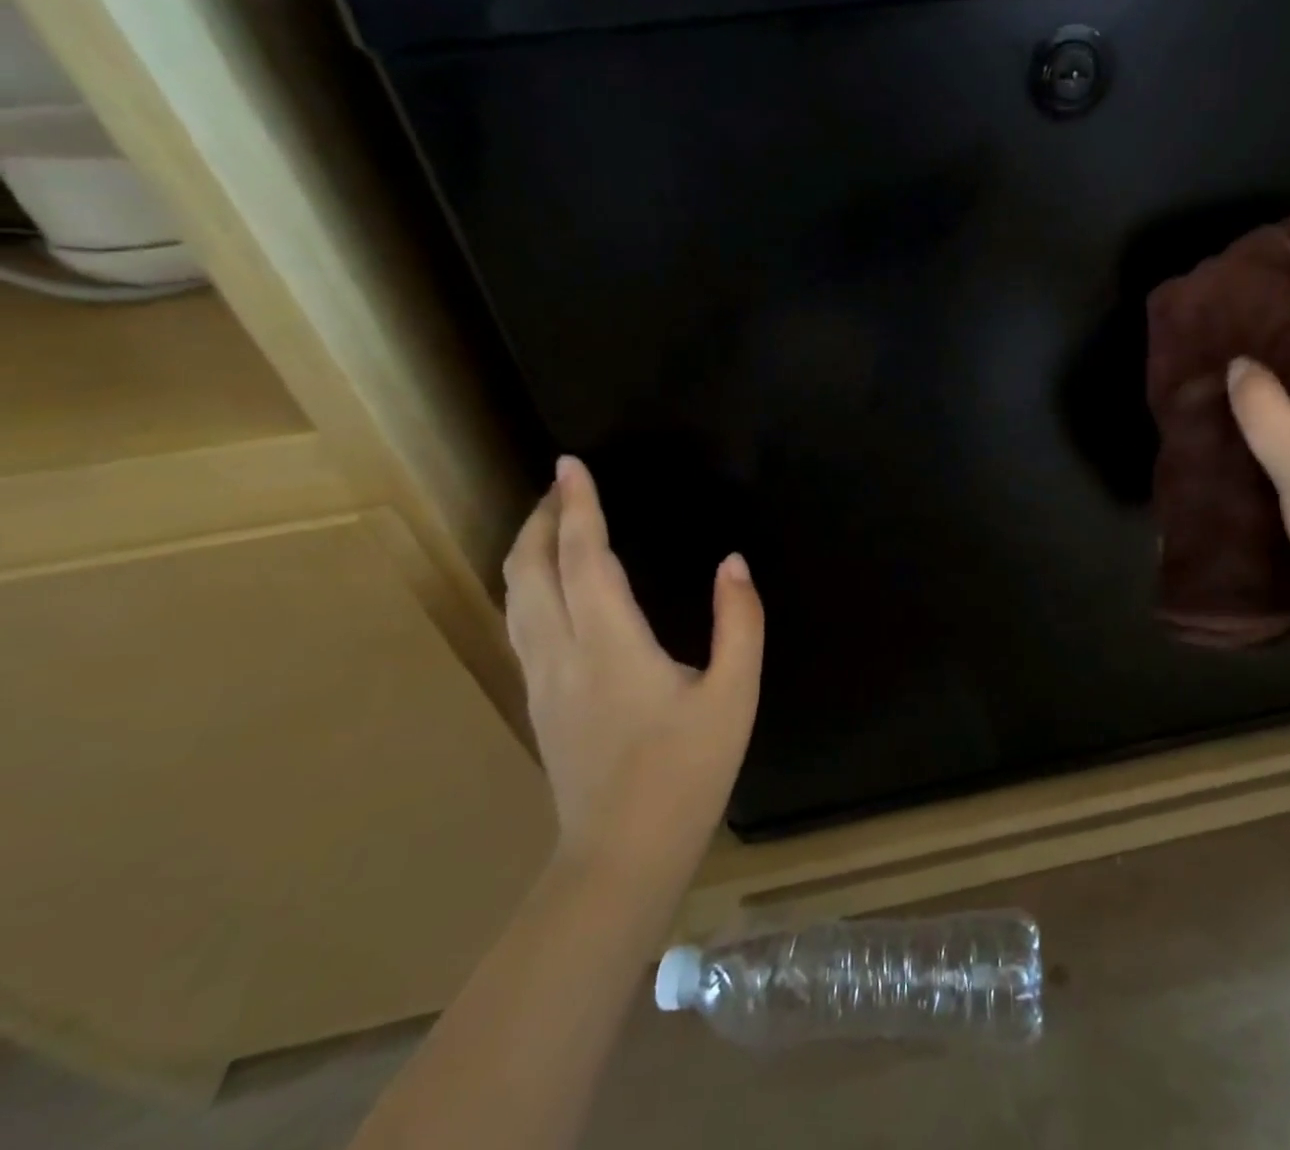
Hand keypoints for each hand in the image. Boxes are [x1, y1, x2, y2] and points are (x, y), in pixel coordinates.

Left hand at [503, 456, 762, 874]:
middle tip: (561, 485)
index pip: (584, 557)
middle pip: (531, 571)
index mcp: (611, 644)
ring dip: (528, 551)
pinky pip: (520, 623)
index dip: (577, 507)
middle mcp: (563, 653)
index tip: (571, 465)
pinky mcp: (539, 702)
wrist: (621, 857)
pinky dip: (527, 584)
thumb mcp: (734, 696)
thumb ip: (740, 624)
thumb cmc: (686, 773)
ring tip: (550, 523)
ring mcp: (542, 680)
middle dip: (540, 519)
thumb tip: (733, 564)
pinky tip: (547, 586)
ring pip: (514, 598)